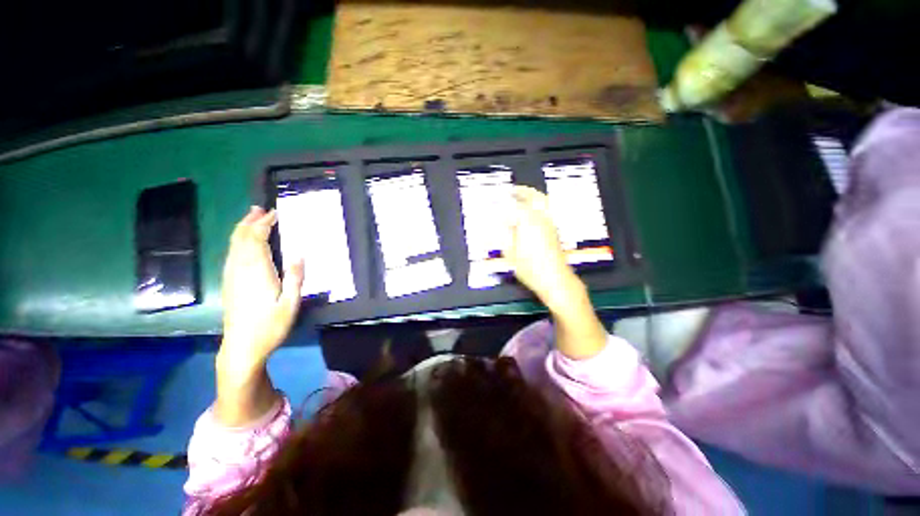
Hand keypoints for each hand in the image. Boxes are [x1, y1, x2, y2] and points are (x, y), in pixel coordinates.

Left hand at [219, 207, 303, 375]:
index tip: (275, 214)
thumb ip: (295, 277)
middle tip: (260, 208)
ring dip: (242, 229)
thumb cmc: (270, 326)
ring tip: (251, 218)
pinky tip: (244, 242)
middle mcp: (240, 269)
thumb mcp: (290, 303)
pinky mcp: (229, 282)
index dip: (264, 224)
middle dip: (250, 221)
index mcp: (257, 272)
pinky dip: (238, 242)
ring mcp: (232, 276)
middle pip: (241, 238)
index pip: (256, 240)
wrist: (242, 347)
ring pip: (233, 245)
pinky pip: (231, 254)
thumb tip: (300, 254)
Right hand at [503, 186, 579, 309]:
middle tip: (513, 190)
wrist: (555, 279)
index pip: (514, 206)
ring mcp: (550, 223)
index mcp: (528, 220)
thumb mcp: (509, 252)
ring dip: (532, 197)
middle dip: (522, 191)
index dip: (503, 203)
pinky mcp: (555, 231)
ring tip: (522, 197)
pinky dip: (538, 206)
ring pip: (543, 202)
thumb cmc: (530, 268)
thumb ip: (505, 234)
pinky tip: (531, 212)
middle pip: (534, 196)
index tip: (496, 202)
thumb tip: (502, 222)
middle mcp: (542, 218)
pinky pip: (546, 211)